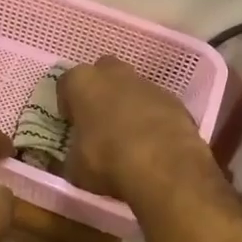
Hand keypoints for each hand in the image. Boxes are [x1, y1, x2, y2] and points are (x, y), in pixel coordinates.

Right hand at [58, 57, 218, 203]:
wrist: (164, 166)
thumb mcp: (75, 167)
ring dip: (128, 104)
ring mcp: (147, 84)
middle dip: (101, 92)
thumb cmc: (107, 160)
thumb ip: (72, 156)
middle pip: (103, 73)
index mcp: (83, 82)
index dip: (68, 104)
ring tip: (129, 136)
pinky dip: (152, 118)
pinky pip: (156, 105)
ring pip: (132, 88)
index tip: (72, 123)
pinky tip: (152, 143)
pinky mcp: (174, 100)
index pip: (67, 83)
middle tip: (99, 121)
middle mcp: (114, 74)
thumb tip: (73, 160)